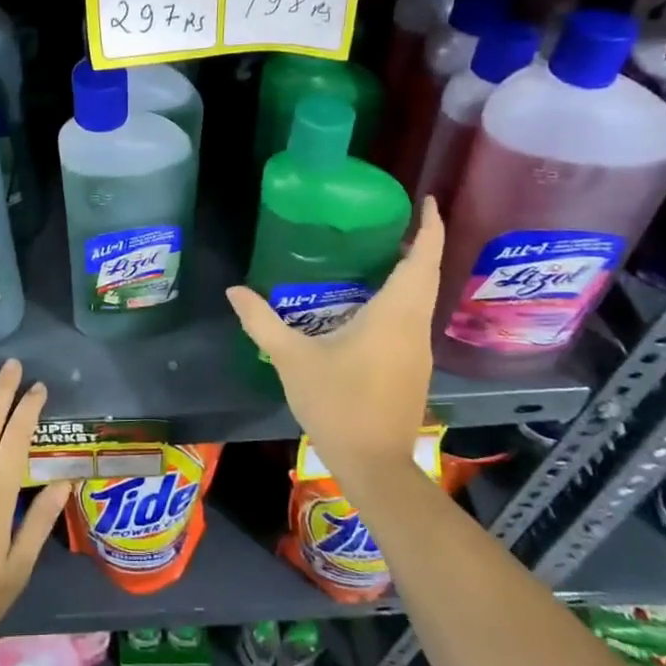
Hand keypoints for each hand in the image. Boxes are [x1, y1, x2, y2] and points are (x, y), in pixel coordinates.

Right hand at [226, 197, 445, 486]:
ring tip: (382, 250)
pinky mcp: (413, 367)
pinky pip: (412, 317)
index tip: (427, 200)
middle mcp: (414, 327)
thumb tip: (234, 290)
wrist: (374, 465)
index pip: (423, 260)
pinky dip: (402, 295)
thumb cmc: (337, 404)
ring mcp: (417, 350)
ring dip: (412, 270)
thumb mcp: (292, 359)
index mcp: (393, 315)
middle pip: (427, 274)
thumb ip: (262, 321)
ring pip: (421, 297)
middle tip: (395, 219)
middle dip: (422, 243)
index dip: (430, 228)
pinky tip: (371, 300)